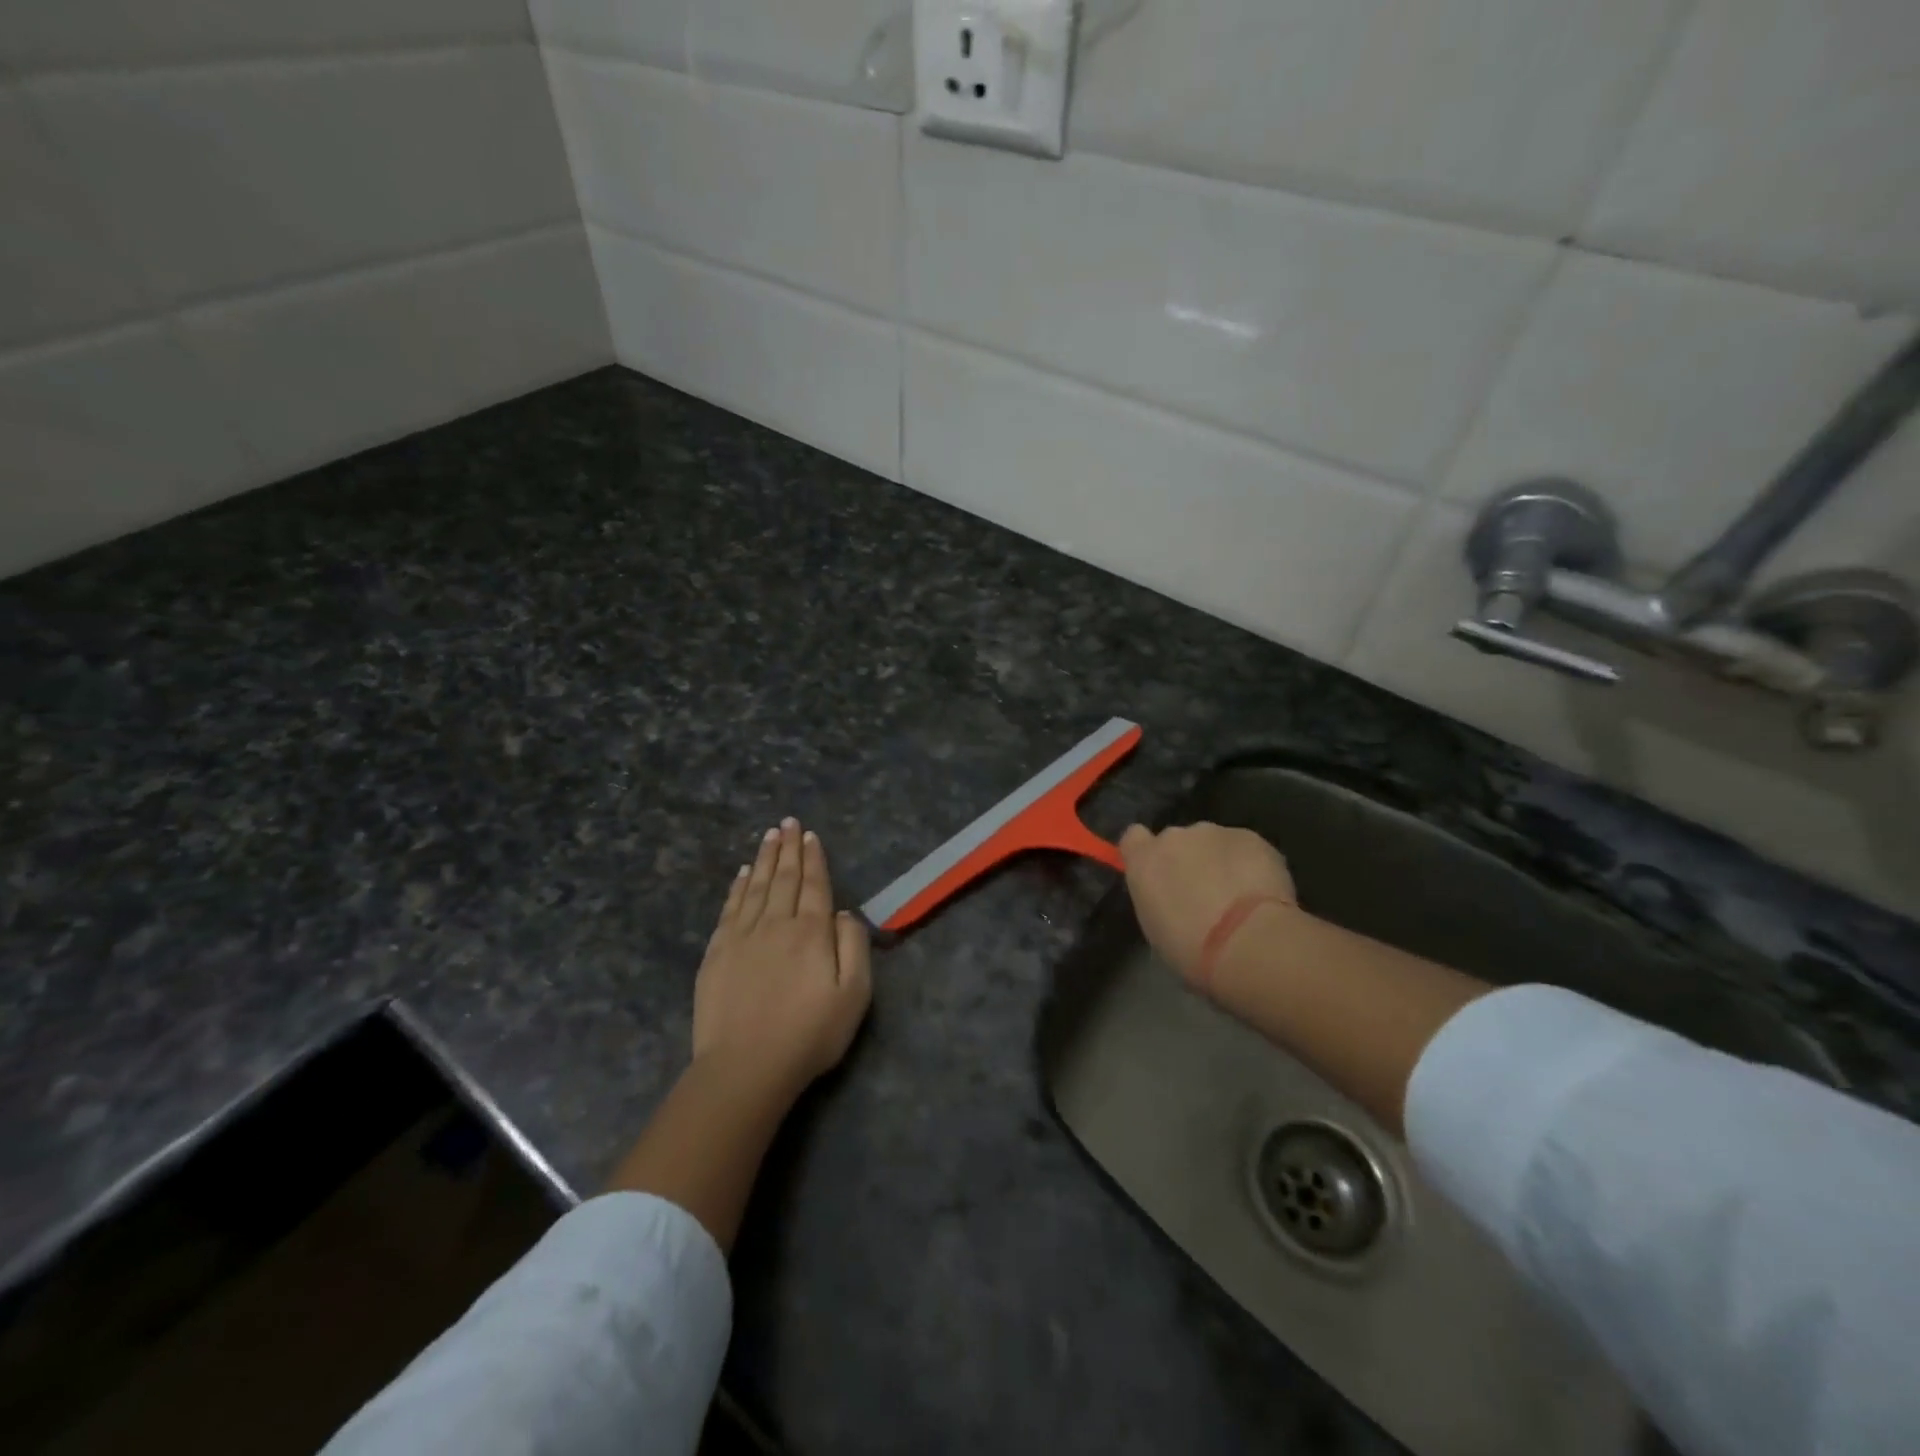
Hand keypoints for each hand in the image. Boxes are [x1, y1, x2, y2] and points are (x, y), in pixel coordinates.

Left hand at [694, 818, 872, 1102]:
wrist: (745, 1067)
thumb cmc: (809, 1034)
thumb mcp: (854, 995)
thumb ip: (854, 947)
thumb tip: (843, 913)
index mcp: (811, 932)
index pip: (814, 885)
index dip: (814, 859)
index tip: (810, 836)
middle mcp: (776, 924)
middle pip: (784, 878)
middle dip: (788, 848)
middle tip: (789, 822)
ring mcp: (742, 937)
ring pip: (755, 887)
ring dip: (764, 859)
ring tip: (769, 835)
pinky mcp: (717, 953)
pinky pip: (730, 908)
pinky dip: (737, 887)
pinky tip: (742, 873)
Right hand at [1118, 821, 1296, 986]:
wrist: (1247, 942)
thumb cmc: (1191, 949)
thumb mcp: (1156, 929)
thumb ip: (1158, 899)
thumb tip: (1172, 897)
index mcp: (1143, 861)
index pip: (1134, 838)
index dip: (1147, 851)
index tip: (1160, 872)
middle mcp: (1174, 837)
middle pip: (1177, 840)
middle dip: (1189, 859)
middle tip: (1205, 894)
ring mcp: (1214, 833)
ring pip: (1214, 842)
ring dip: (1220, 861)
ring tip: (1240, 896)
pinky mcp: (1251, 837)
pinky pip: (1246, 848)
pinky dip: (1251, 864)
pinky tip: (1262, 892)